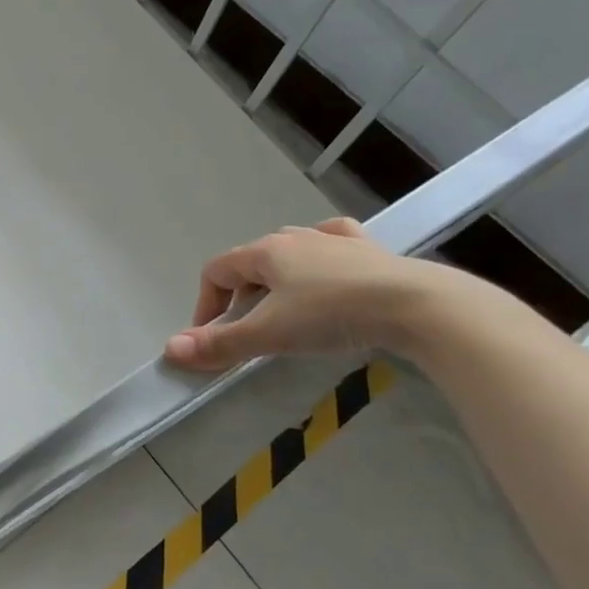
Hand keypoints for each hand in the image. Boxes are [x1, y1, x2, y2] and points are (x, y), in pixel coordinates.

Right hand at [163, 217, 440, 371]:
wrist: (418, 305)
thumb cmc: (333, 314)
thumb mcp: (270, 334)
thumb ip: (221, 344)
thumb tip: (170, 349)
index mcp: (265, 252)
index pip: (216, 271)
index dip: (205, 304)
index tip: (211, 338)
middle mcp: (294, 238)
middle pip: (251, 262)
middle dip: (240, 296)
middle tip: (249, 331)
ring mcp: (334, 240)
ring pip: (290, 250)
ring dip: (277, 278)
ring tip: (285, 308)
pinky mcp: (370, 250)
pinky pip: (333, 242)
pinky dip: (321, 253)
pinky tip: (327, 266)